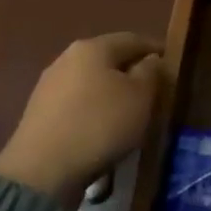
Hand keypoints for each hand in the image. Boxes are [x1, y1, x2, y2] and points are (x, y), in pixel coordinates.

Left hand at [0, 33, 164, 210]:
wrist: (42, 170)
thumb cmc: (100, 124)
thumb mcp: (140, 96)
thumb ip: (150, 72)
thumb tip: (149, 60)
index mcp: (93, 47)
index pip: (132, 40)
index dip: (155, 49)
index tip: (171, 63)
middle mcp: (67, 58)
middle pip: (108, 59)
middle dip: (131, 71)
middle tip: (152, 89)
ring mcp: (49, 85)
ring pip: (91, 82)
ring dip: (111, 92)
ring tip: (129, 112)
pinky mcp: (39, 113)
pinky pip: (76, 104)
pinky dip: (93, 110)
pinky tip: (101, 129)